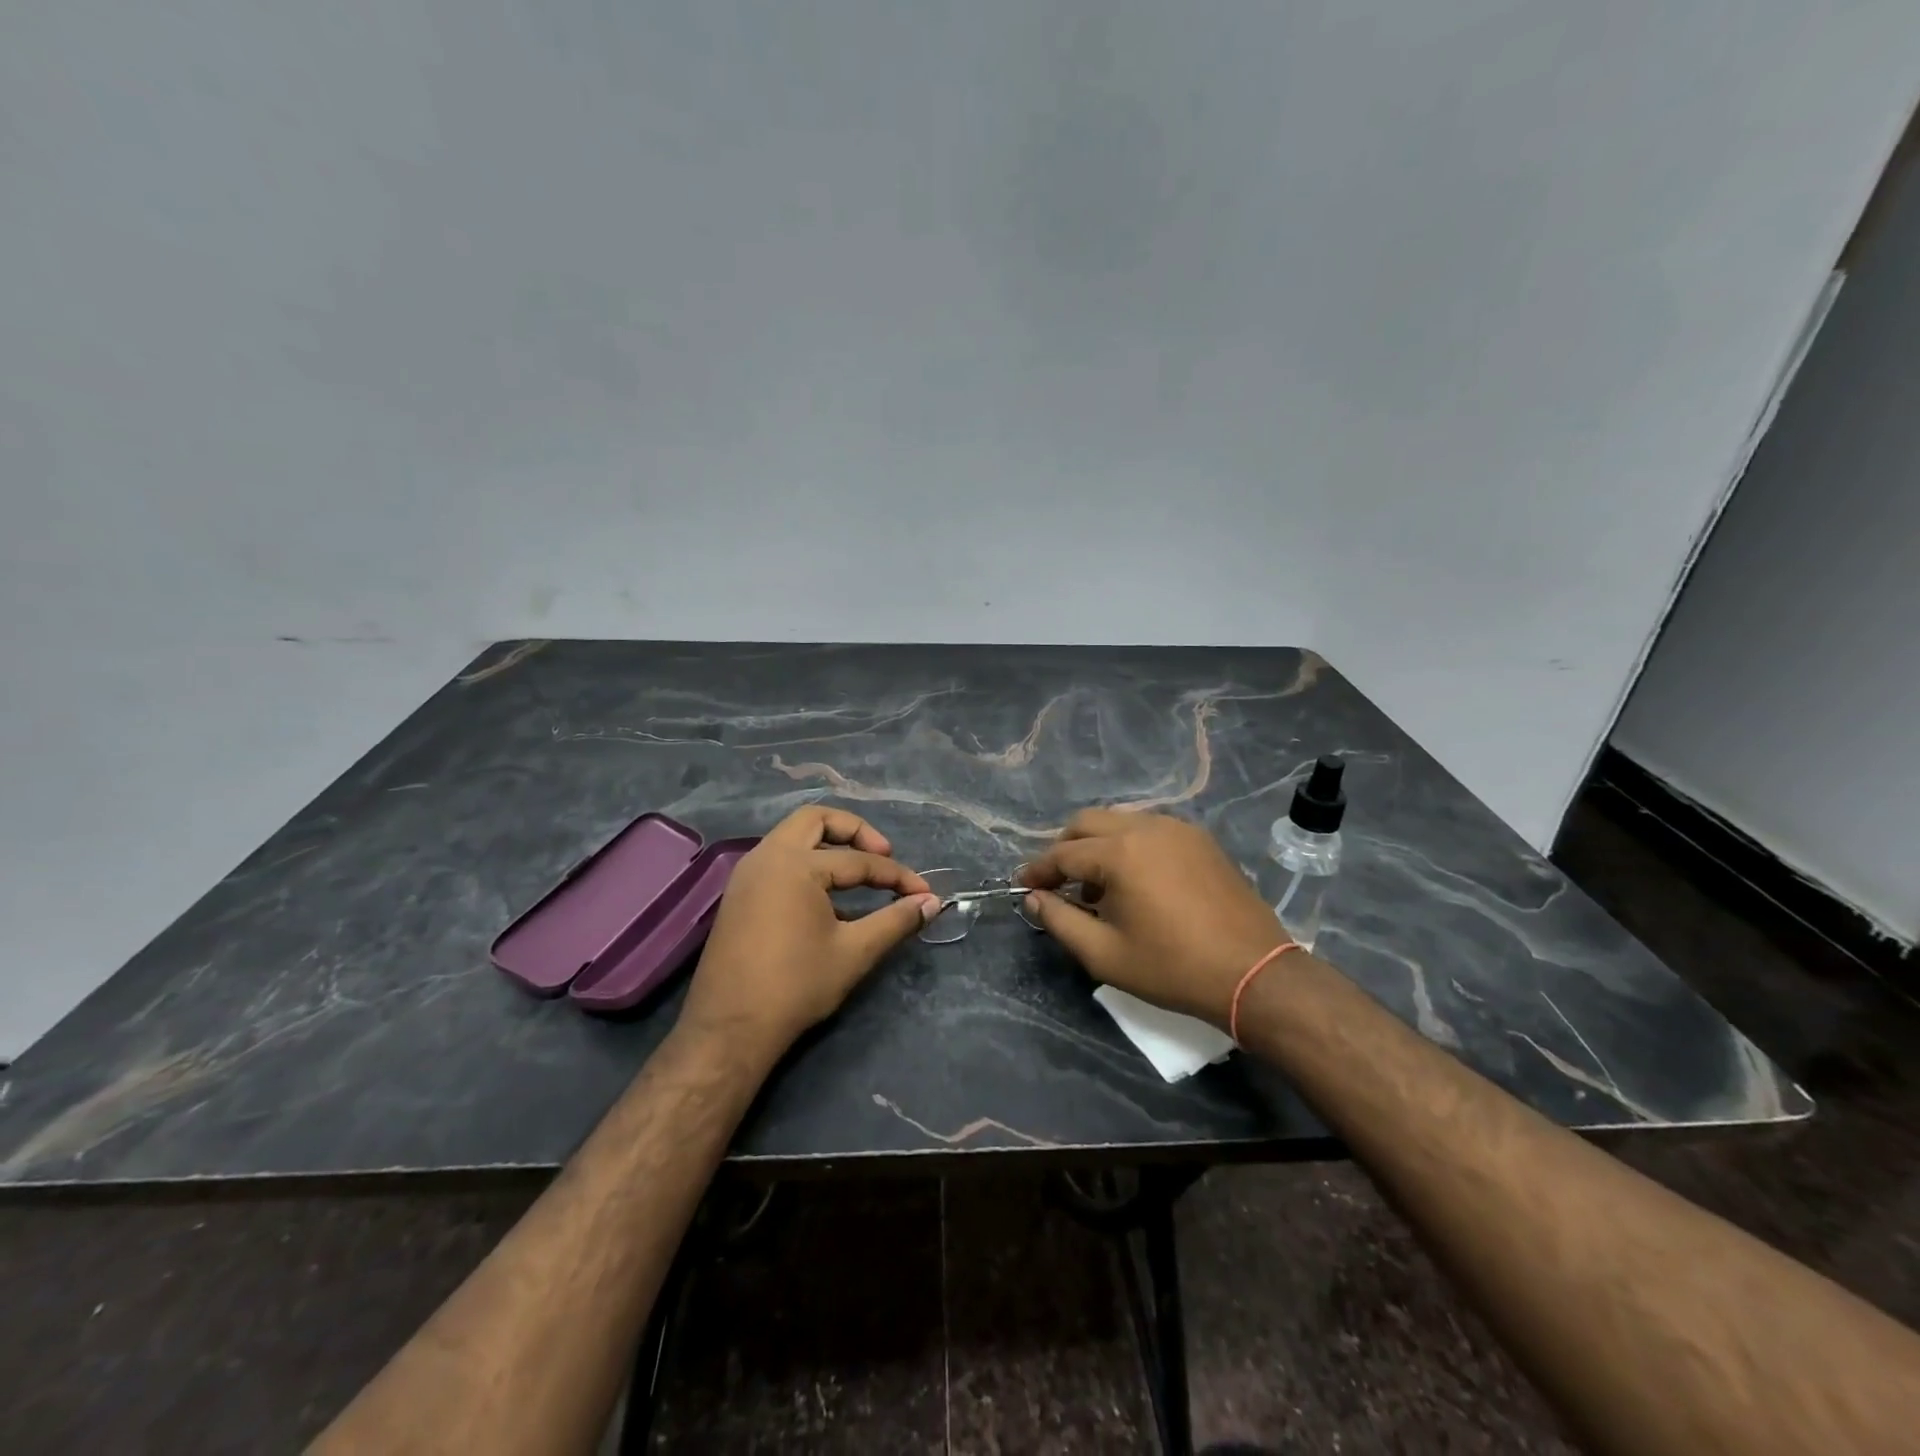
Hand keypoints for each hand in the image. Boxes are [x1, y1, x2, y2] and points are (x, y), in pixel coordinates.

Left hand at [680, 806, 938, 1064]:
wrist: (730, 1029)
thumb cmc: (796, 986)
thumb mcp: (855, 952)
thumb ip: (896, 921)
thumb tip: (931, 903)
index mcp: (795, 864)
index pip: (858, 860)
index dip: (896, 876)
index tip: (923, 893)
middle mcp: (767, 856)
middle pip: (816, 820)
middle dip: (856, 832)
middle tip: (883, 856)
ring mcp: (747, 874)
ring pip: (793, 837)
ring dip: (829, 845)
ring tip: (859, 874)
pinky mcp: (739, 895)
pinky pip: (779, 860)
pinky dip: (808, 863)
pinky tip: (829, 897)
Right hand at [1019, 810, 1285, 1027]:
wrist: (1253, 973)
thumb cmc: (1172, 968)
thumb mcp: (1105, 954)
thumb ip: (1060, 921)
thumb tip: (1035, 899)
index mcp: (1120, 852)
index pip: (1062, 853)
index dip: (1038, 871)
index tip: (1023, 887)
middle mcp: (1146, 826)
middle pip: (1087, 822)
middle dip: (1064, 848)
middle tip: (1057, 882)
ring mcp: (1177, 828)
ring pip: (1119, 820)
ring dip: (1097, 845)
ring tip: (1097, 886)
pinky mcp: (1200, 839)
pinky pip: (1150, 828)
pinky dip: (1129, 844)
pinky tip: (1135, 881)